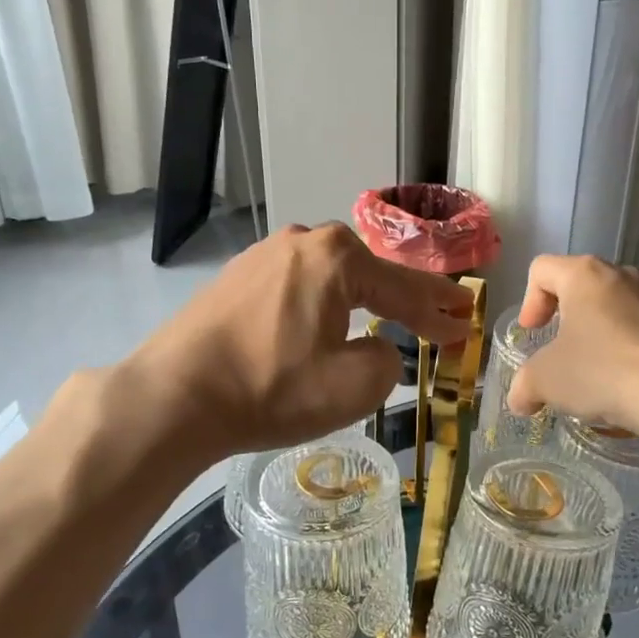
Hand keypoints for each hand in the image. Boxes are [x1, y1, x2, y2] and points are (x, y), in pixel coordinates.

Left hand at [122, 224, 475, 460]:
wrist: (174, 396)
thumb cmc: (270, 389)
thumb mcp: (352, 387)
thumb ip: (387, 363)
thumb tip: (377, 351)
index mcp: (336, 258)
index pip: (403, 288)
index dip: (438, 311)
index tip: (464, 323)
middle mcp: (301, 241)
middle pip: (369, 273)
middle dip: (404, 297)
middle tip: (436, 315)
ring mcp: (263, 255)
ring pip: (331, 277)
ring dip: (362, 299)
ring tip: (387, 316)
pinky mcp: (236, 278)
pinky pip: (297, 287)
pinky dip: (322, 304)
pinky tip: (325, 321)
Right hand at [506, 255, 638, 439]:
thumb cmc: (599, 372)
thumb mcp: (544, 380)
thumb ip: (524, 385)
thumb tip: (519, 401)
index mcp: (584, 274)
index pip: (542, 269)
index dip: (529, 301)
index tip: (533, 333)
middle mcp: (621, 275)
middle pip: (580, 284)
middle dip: (564, 316)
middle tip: (558, 349)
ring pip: (613, 305)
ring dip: (597, 331)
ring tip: (592, 369)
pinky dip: (625, 346)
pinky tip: (623, 380)